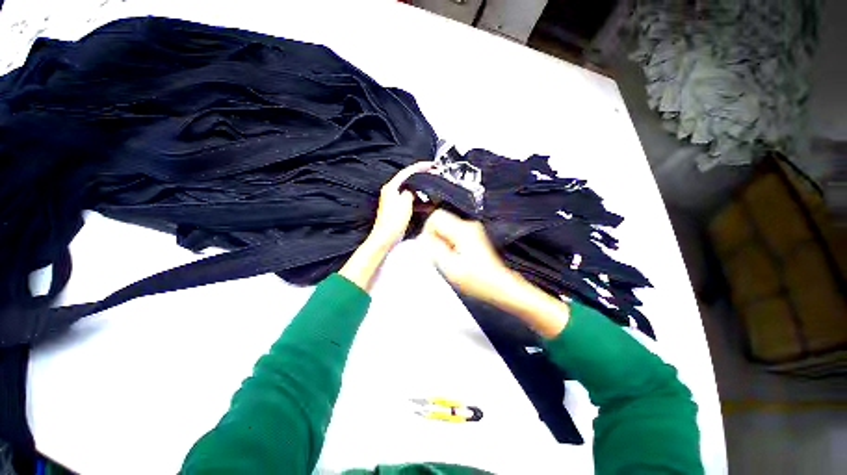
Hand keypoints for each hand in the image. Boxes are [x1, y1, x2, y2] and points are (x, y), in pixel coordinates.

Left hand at [367, 161, 433, 249]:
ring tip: (434, 189)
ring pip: (412, 191)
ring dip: (423, 190)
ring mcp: (395, 201)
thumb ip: (411, 191)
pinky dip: (421, 201)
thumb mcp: (405, 202)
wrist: (386, 238)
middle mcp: (392, 192)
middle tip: (434, 175)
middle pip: (410, 180)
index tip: (431, 165)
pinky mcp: (399, 210)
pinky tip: (429, 204)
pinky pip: (412, 201)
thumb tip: (415, 188)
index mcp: (391, 187)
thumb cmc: (392, 221)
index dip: (420, 167)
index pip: (407, 172)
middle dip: (423, 177)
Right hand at [422, 209, 569, 337]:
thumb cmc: (478, 280)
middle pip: (441, 221)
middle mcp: (468, 225)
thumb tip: (423, 238)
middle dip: (436, 238)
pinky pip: (454, 235)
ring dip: (443, 243)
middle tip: (440, 256)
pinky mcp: (474, 237)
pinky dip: (450, 245)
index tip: (430, 247)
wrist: (502, 287)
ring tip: (449, 260)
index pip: (436, 216)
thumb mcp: (450, 267)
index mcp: (463, 230)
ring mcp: (473, 230)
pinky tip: (456, 259)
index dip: (428, 231)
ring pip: (447, 229)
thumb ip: (434, 250)